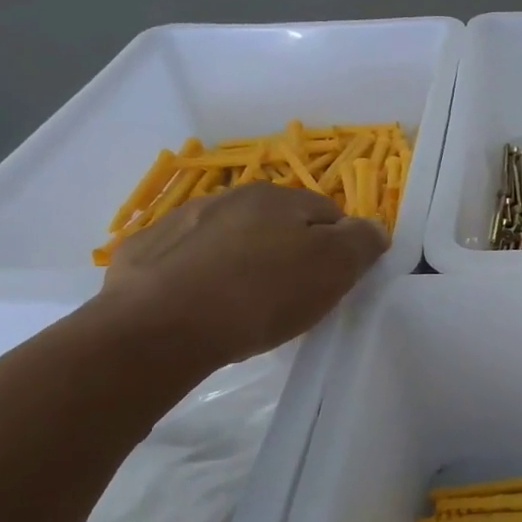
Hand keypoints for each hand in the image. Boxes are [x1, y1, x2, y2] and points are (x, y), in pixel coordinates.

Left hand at [99, 182, 388, 363]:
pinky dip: (198, 273)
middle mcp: (231, 196)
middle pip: (277, 222)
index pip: (328, 213)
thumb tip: (374, 227)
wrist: (160, 325)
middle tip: (289, 296)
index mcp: (279, 198)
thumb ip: (361, 242)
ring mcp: (183, 220)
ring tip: (241, 304)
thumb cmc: (261, 295)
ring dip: (242, 259)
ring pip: (230, 236)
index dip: (337, 247)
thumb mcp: (332, 269)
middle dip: (288, 250)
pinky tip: (199, 304)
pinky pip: (187, 257)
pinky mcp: (147, 251)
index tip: (331, 282)